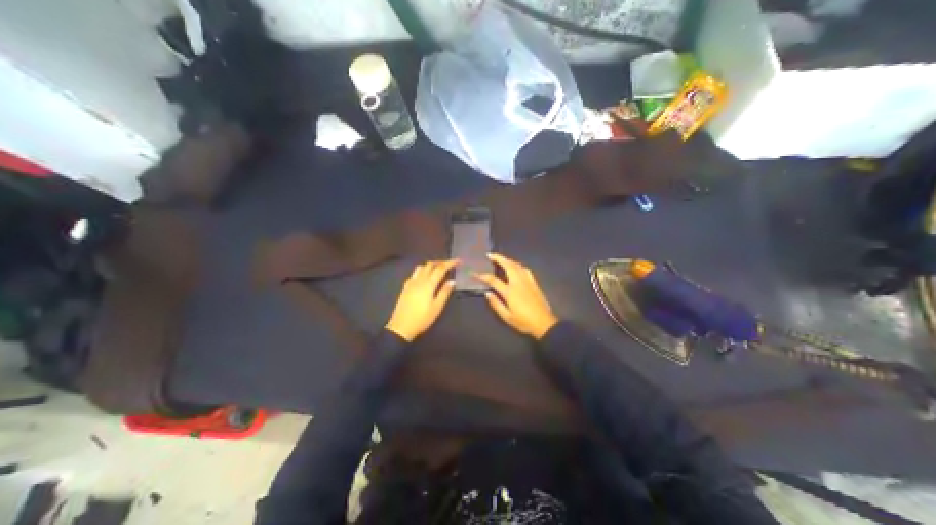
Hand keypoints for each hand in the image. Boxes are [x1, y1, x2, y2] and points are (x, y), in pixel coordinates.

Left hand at [386, 260, 459, 342]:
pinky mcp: (406, 287)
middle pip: (430, 265)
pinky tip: (425, 277)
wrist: (401, 327)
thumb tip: (452, 281)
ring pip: (421, 267)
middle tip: (449, 265)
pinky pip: (415, 273)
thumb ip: (444, 293)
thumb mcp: (437, 307)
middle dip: (441, 262)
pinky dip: (422, 271)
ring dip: (431, 265)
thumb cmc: (422, 319)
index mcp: (428, 284)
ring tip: (438, 270)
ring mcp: (411, 282)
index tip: (458, 261)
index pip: (441, 269)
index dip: (450, 263)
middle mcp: (419, 280)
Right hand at [477, 255, 554, 339]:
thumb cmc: (524, 321)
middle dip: (498, 258)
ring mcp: (527, 281)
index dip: (483, 276)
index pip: (493, 280)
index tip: (476, 273)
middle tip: (490, 255)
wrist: (544, 323)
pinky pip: (524, 269)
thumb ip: (496, 304)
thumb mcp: (507, 317)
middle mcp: (518, 283)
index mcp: (510, 292)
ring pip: (517, 265)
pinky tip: (516, 266)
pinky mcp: (534, 283)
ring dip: (508, 260)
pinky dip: (518, 265)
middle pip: (508, 265)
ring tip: (501, 259)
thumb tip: (487, 293)